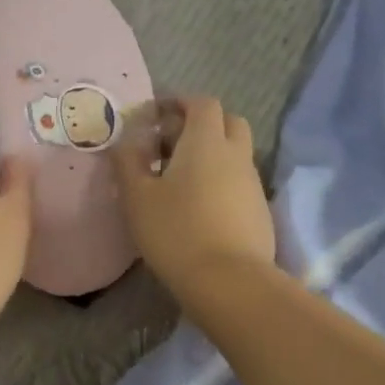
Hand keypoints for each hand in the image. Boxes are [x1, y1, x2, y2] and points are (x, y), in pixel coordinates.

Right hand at [116, 96, 274, 305]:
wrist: (228, 281)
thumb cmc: (176, 231)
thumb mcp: (137, 197)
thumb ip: (127, 162)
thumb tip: (125, 141)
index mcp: (206, 141)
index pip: (201, 103)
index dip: (179, 102)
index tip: (155, 116)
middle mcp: (236, 154)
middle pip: (227, 121)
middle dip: (201, 123)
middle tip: (170, 144)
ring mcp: (253, 182)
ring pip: (235, 153)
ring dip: (211, 153)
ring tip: (179, 179)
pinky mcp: (259, 210)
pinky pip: (239, 181)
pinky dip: (221, 180)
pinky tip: (199, 206)